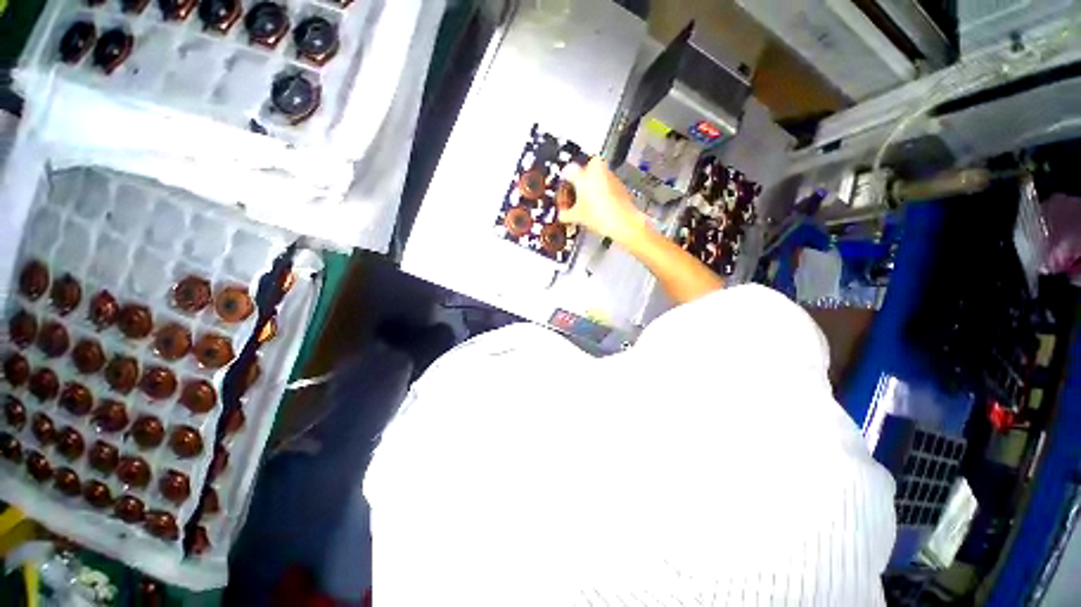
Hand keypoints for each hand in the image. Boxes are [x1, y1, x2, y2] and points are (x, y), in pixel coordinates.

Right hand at [559, 157, 649, 245]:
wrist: (622, 222)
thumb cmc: (600, 216)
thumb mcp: (577, 217)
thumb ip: (565, 214)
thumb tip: (563, 214)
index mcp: (583, 176)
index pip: (568, 171)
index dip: (564, 180)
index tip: (564, 187)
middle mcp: (597, 170)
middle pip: (586, 167)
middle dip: (581, 177)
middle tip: (577, 190)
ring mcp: (610, 175)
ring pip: (598, 173)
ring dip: (592, 183)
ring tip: (588, 200)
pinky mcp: (619, 183)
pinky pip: (607, 182)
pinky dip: (602, 189)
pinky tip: (599, 203)